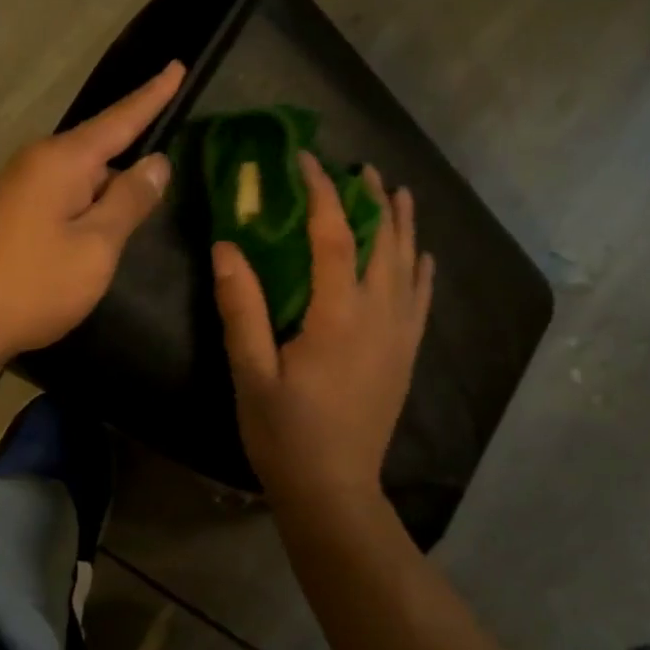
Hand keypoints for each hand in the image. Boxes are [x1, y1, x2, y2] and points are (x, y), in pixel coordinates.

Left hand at [0, 62, 182, 357]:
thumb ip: (129, 201)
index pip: (119, 120)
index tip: (177, 65)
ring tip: (142, 204)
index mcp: (62, 160)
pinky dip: (91, 204)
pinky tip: (103, 226)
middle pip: (100, 147)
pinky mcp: (15, 211)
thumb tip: (156, 164)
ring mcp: (22, 186)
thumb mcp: (97, 245)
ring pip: (83, 176)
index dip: (152, 96)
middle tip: (169, 161)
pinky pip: (66, 194)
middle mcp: (38, 162)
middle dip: (133, 151)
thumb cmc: (37, 284)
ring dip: (111, 187)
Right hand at [213, 152, 433, 506]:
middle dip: (372, 199)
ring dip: (403, 225)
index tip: (306, 160)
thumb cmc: (284, 434)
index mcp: (337, 316)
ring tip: (397, 193)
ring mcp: (399, 337)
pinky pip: (421, 300)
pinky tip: (422, 255)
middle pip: (384, 242)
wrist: (333, 489)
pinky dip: (422, 269)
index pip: (334, 236)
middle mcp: (378, 317)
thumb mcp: (250, 373)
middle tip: (360, 168)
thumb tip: (227, 247)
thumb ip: (241, 308)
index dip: (321, 193)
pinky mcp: (405, 356)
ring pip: (409, 266)